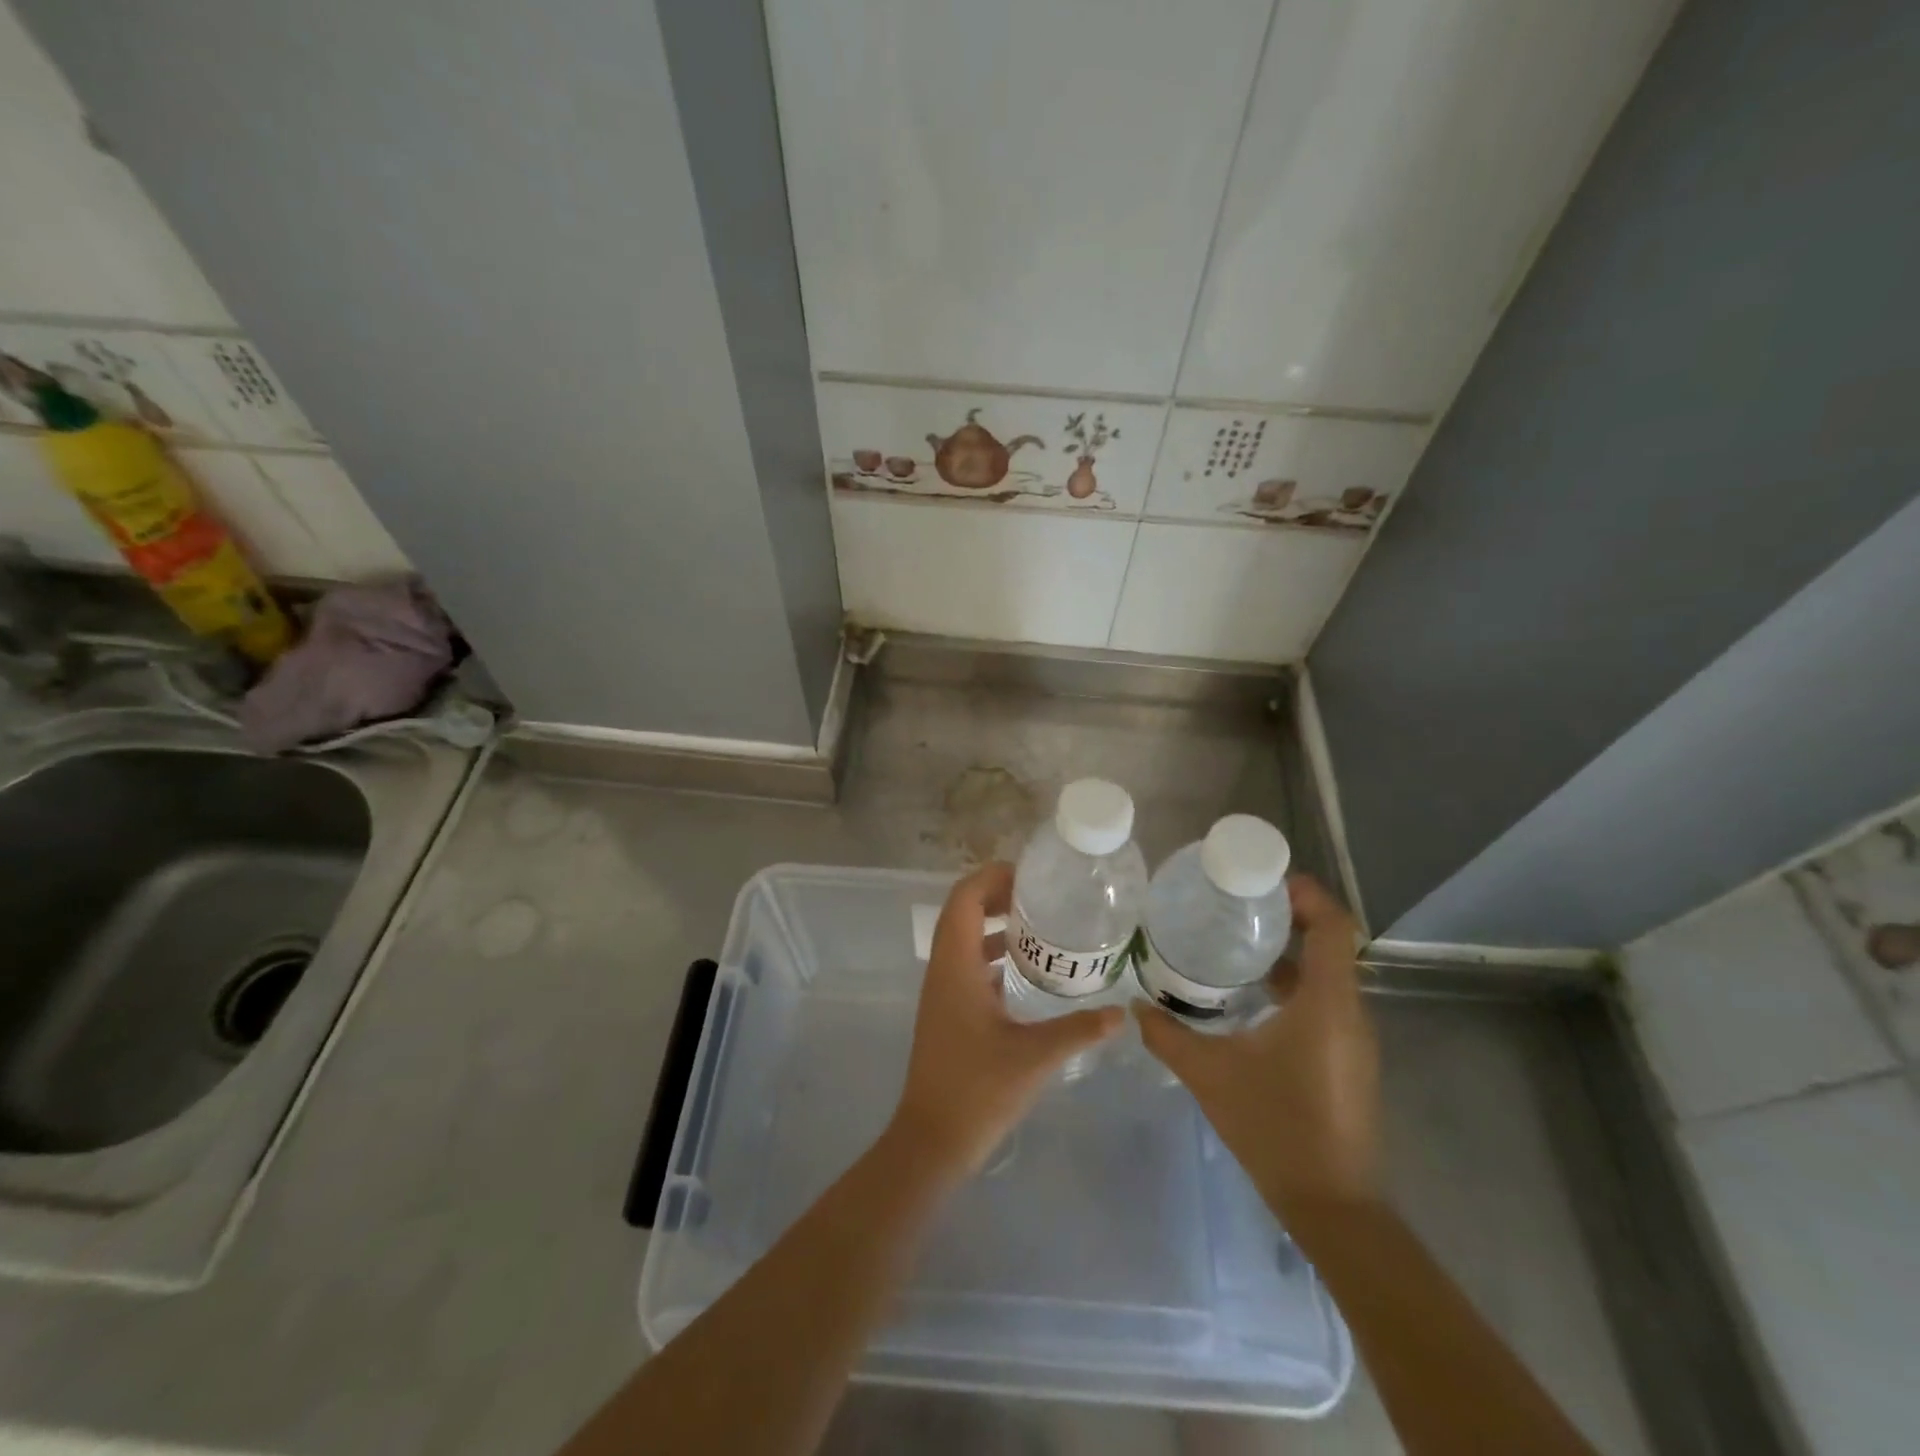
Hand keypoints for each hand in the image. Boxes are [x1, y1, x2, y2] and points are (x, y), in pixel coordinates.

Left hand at [888, 862, 1125, 1178]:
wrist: (932, 1139)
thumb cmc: (978, 1090)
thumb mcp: (1034, 1057)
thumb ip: (1079, 1030)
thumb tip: (1121, 1013)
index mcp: (955, 967)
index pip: (964, 898)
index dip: (992, 877)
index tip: (1031, 876)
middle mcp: (943, 970)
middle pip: (962, 911)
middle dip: (997, 895)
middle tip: (1042, 896)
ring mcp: (942, 991)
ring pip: (963, 938)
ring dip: (994, 924)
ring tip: (1040, 924)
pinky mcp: (948, 1011)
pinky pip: (967, 964)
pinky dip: (992, 954)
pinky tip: (1026, 970)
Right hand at [1134, 874, 1380, 1221]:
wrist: (1332, 1206)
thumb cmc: (1275, 1128)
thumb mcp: (1209, 1074)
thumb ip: (1168, 1035)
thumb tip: (1137, 1006)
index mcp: (1326, 1004)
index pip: (1334, 927)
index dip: (1307, 895)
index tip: (1265, 881)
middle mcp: (1349, 1013)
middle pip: (1330, 945)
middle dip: (1289, 918)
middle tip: (1237, 906)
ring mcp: (1352, 1040)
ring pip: (1326, 976)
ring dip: (1289, 954)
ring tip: (1236, 944)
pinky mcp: (1347, 1061)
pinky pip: (1324, 1004)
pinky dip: (1293, 986)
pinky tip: (1250, 998)